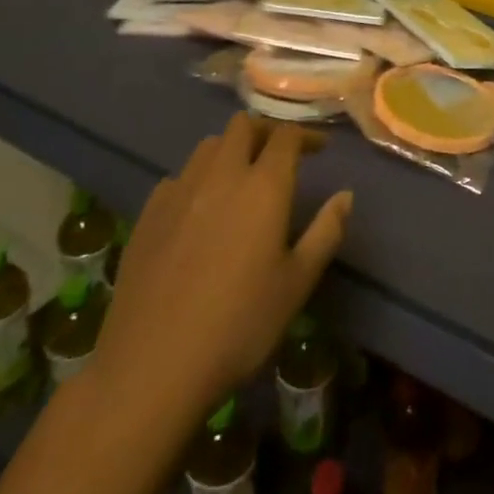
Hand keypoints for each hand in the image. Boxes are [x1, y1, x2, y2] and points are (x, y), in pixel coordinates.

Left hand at [91, 114, 352, 418]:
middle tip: (280, 157)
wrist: (152, 367)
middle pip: (243, 126)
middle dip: (266, 132)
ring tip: (241, 178)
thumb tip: (345, 195)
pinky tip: (200, 211)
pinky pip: (178, 177)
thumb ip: (326, 232)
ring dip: (230, 150)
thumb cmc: (239, 326)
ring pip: (207, 146)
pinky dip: (197, 180)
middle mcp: (220, 175)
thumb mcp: (297, 284)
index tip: (320, 149)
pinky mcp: (147, 215)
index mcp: (263, 186)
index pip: (286, 136)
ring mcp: (178, 192)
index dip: (307, 135)